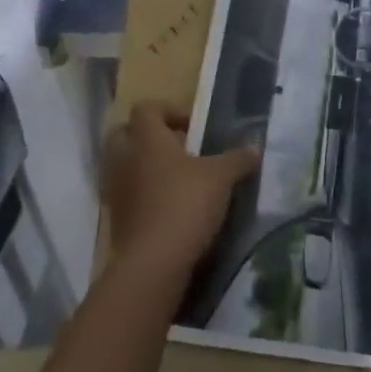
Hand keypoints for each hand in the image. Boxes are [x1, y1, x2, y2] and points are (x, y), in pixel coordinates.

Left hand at [104, 102, 258, 283]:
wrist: (153, 263)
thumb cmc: (185, 203)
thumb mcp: (221, 177)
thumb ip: (237, 159)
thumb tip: (254, 150)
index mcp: (146, 138)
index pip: (146, 108)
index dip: (168, 111)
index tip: (192, 128)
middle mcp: (125, 158)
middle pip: (124, 134)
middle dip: (148, 137)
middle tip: (177, 149)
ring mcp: (116, 190)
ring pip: (123, 167)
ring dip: (143, 168)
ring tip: (174, 181)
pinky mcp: (116, 220)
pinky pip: (125, 196)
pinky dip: (141, 197)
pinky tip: (167, 209)